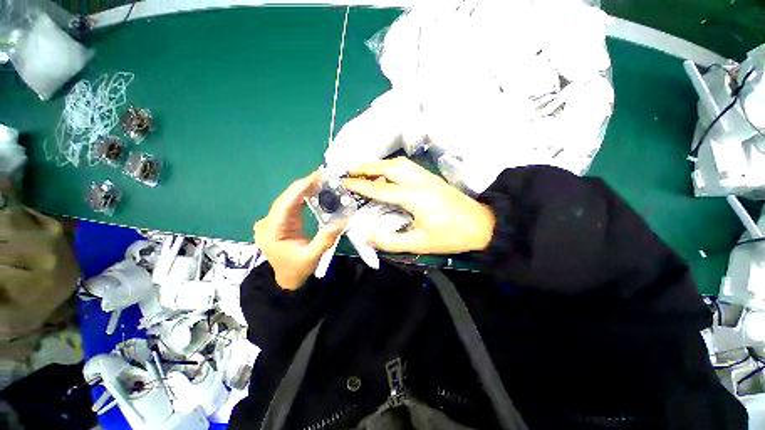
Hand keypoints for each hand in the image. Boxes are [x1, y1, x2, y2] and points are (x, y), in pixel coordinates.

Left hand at [253, 171, 344, 289]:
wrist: (286, 281)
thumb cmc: (297, 270)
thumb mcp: (313, 256)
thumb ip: (326, 238)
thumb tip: (343, 220)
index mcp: (272, 231)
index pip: (286, 203)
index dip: (301, 188)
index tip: (316, 175)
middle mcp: (268, 223)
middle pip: (286, 199)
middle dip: (304, 185)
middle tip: (322, 174)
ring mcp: (272, 222)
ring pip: (287, 200)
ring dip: (303, 189)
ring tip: (319, 179)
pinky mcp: (278, 223)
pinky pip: (289, 206)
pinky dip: (301, 197)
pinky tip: (311, 191)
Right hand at [342, 157, 495, 253]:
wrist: (481, 224)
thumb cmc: (451, 235)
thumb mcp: (420, 243)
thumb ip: (392, 241)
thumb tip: (368, 237)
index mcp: (413, 196)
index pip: (379, 189)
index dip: (360, 186)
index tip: (344, 183)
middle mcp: (417, 181)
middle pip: (387, 168)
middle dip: (366, 167)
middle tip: (349, 170)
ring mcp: (425, 176)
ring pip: (398, 163)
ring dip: (379, 164)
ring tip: (365, 170)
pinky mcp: (431, 177)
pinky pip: (407, 166)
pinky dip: (392, 166)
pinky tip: (388, 173)